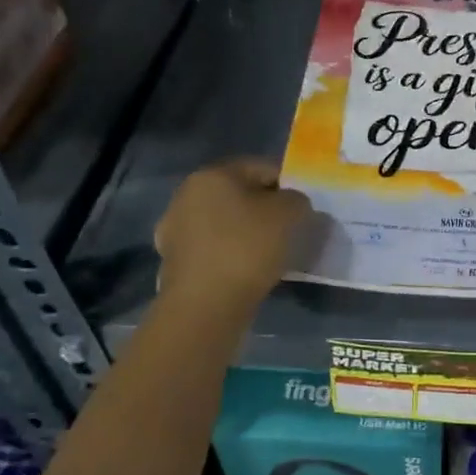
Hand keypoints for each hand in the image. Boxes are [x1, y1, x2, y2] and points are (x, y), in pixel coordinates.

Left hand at [155, 159, 311, 311]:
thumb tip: (291, 204)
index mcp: (212, 174)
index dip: (287, 186)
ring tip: (269, 255)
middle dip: (264, 209)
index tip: (302, 211)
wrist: (204, 307)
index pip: (261, 168)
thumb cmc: (247, 249)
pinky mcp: (173, 260)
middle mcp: (186, 194)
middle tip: (288, 232)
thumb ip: (296, 200)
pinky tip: (245, 271)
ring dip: (246, 232)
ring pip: (224, 222)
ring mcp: (175, 228)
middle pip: (239, 194)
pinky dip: (230, 254)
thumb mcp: (288, 215)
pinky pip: (212, 248)